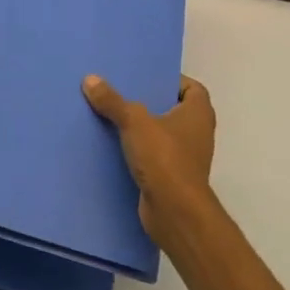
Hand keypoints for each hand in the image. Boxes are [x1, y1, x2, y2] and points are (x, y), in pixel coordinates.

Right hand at [83, 73, 220, 244]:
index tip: (146, 78)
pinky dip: (138, 151)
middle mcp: (197, 133)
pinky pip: (153, 156)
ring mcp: (186, 157)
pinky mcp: (172, 177)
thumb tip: (90, 79)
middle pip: (174, 110)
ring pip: (162, 134)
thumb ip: (113, 101)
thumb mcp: (134, 122)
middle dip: (150, 103)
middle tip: (122, 93)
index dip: (172, 80)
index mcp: (198, 113)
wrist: (174, 212)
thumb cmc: (164, 158)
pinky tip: (113, 146)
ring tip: (112, 116)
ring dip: (142, 128)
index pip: (192, 88)